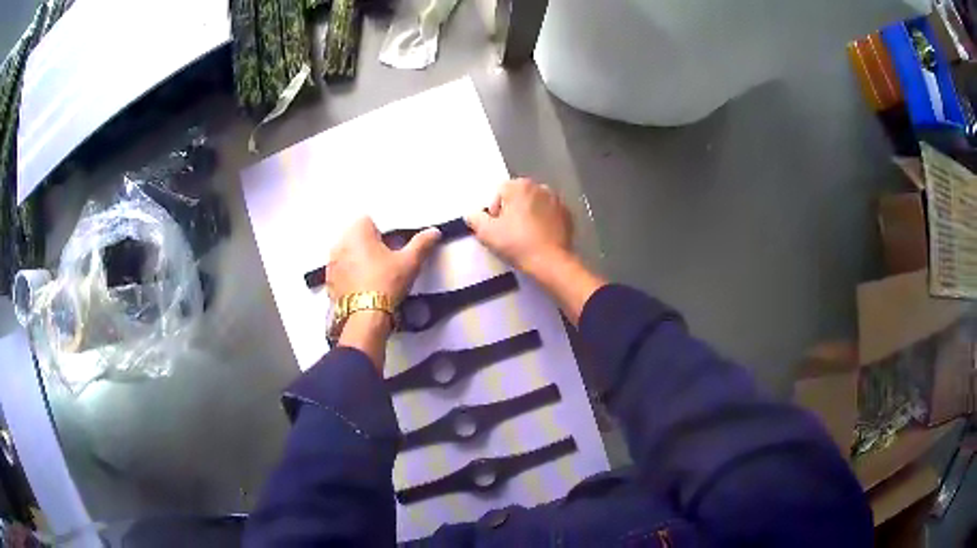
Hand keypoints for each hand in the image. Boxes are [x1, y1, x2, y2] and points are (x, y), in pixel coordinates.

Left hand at [327, 217, 440, 303]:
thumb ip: (422, 243)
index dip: (381, 232)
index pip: (368, 221)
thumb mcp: (410, 262)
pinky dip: (349, 276)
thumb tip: (432, 233)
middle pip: (356, 237)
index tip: (391, 245)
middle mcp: (340, 245)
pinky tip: (363, 287)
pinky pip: (340, 272)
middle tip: (385, 261)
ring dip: (357, 260)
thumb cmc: (384, 286)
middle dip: (368, 245)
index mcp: (358, 233)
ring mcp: (332, 264)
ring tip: (374, 276)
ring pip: (347, 254)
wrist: (366, 317)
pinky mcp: (330, 282)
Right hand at [464, 178, 572, 275]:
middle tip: (509, 233)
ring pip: (535, 205)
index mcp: (520, 186)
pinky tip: (540, 238)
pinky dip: (544, 222)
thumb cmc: (516, 243)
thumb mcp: (486, 233)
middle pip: (518, 196)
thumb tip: (473, 214)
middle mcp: (540, 187)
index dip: (494, 210)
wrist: (551, 262)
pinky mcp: (568, 215)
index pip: (499, 192)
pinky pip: (549, 215)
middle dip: (512, 211)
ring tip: (525, 236)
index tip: (496, 228)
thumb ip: (475, 218)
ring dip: (528, 215)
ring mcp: (557, 200)